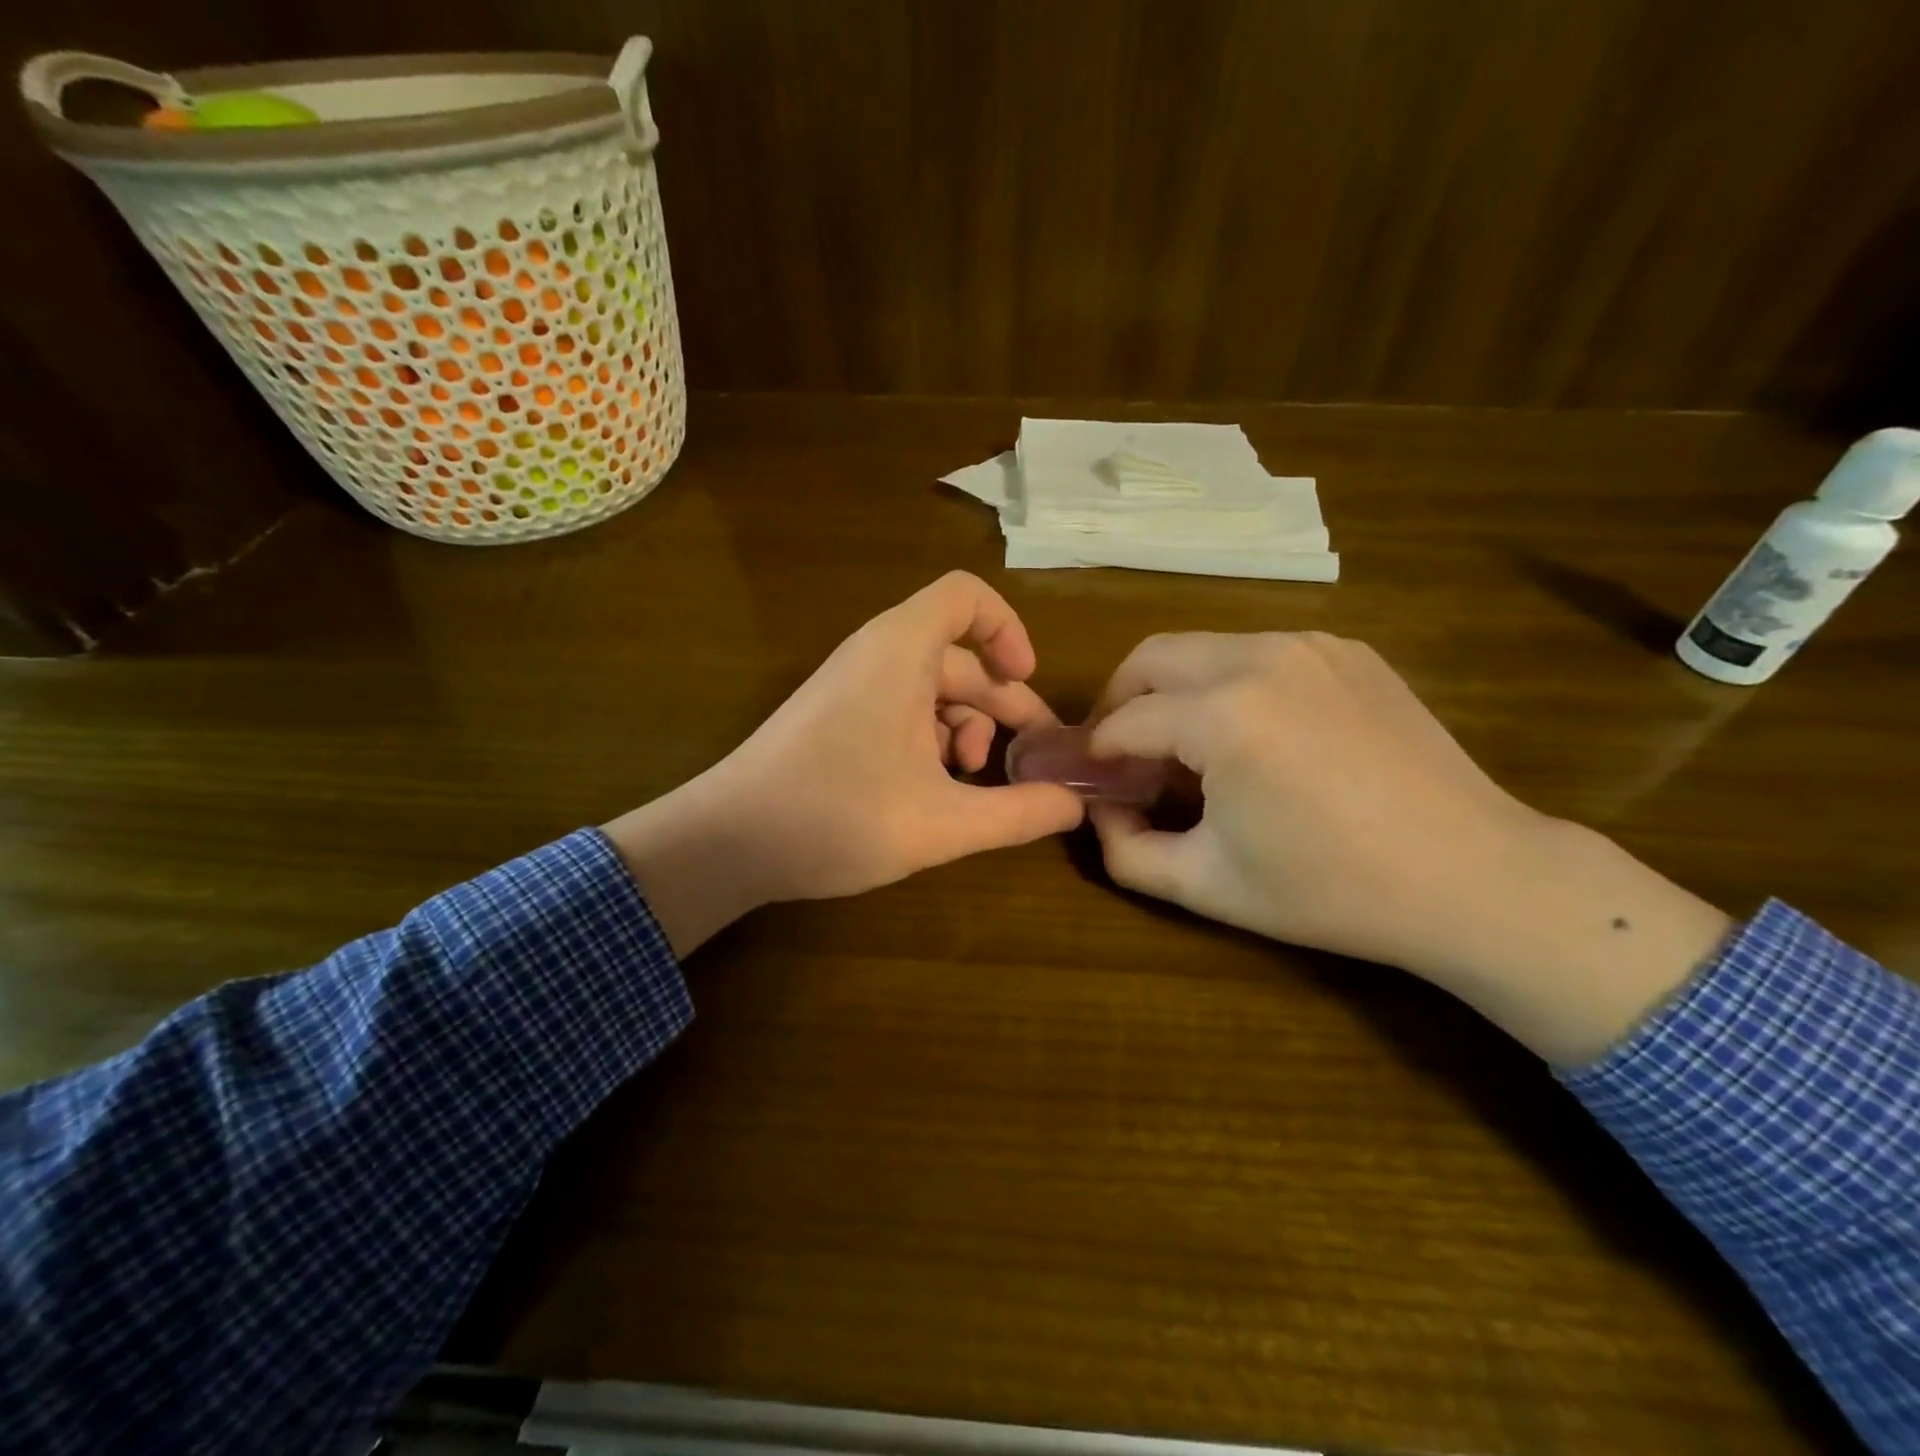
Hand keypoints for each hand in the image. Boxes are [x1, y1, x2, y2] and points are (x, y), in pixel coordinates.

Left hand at [604, 572, 1084, 954]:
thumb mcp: (942, 822)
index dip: (1008, 630)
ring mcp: (852, 687)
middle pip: (959, 656)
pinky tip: (933, 791)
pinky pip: (900, 710)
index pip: (966, 596)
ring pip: (931, 689)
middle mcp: (876, 655)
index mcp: (901, 651)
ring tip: (972, 781)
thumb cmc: (837, 816)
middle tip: (1034, 759)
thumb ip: (1018, 813)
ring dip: (965, 729)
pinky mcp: (836, 718)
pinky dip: (929, 741)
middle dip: (1002, 705)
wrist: (726, 842)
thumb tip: (1075, 807)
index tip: (1027, 682)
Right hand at [1088, 632, 1731, 1063]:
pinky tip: (1251, 737)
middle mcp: (1259, 657)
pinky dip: (1228, 685)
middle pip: (1150, 657)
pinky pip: (1257, 653)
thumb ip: (1124, 848)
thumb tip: (1098, 810)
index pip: (1123, 721)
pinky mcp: (1346, 651)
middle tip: (1122, 756)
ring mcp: (1310, 646)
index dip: (1094, 755)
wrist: (1473, 877)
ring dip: (1173, 691)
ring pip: (1202, 648)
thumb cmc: (1331, 889)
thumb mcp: (1206, 884)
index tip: (1089, 784)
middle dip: (1119, 702)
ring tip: (1186, 749)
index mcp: (1222, 714)